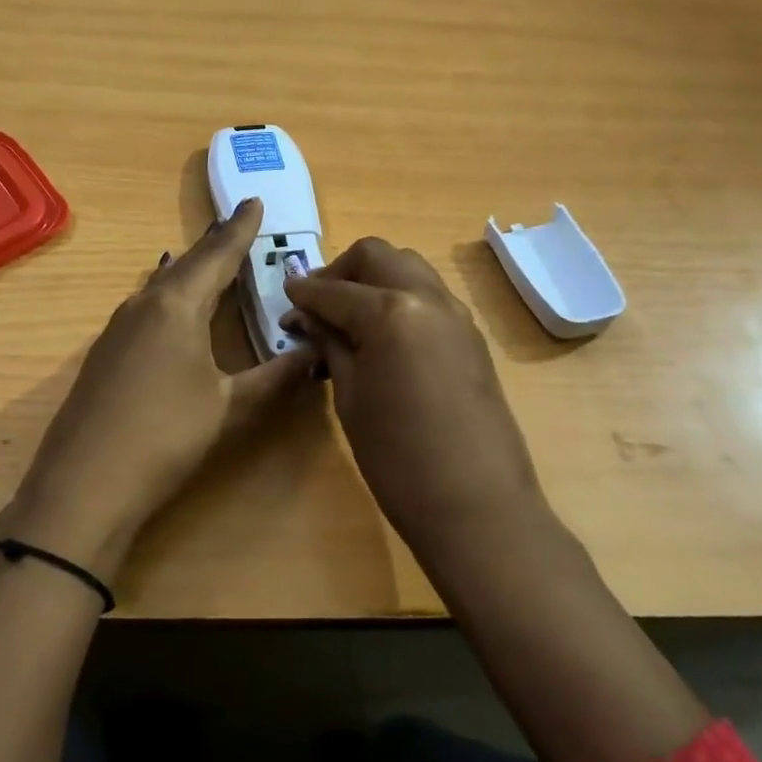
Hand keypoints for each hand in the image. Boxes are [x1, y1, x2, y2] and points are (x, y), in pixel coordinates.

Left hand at [0, 198, 314, 581]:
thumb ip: (275, 377)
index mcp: (177, 305)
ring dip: (190, 270)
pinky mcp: (105, 353)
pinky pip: (146, 306)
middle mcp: (144, 305)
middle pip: (187, 264)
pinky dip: (169, 295)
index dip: (240, 230)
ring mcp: (117, 328)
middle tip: (239, 226)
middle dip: (215, 245)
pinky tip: (171, 307)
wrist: (85, 484)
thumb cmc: (166, 436)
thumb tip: (315, 354)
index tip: (254, 201)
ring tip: (210, 260)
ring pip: (162, 284)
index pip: (217, 256)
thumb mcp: (229, 407)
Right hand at [281, 238, 549, 560]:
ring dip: (374, 280)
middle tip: (318, 304)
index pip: (335, 289)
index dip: (304, 292)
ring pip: (408, 268)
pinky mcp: (471, 336)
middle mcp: (428, 298)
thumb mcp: (350, 397)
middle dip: (342, 271)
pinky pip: (429, 296)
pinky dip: (399, 298)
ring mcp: (457, 315)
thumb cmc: (397, 457)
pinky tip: (381, 336)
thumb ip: (330, 344)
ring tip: (348, 318)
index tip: (284, 298)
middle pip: (378, 257)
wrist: (476, 505)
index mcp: (391, 311)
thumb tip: (306, 317)